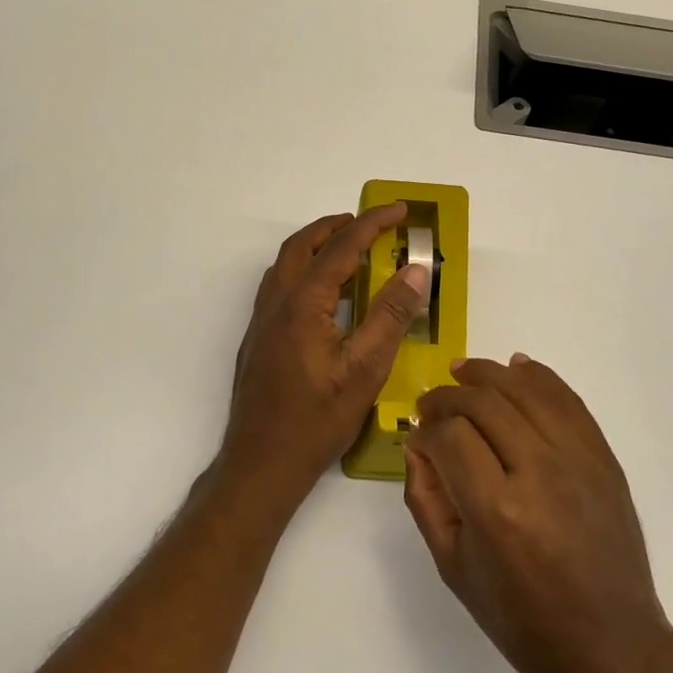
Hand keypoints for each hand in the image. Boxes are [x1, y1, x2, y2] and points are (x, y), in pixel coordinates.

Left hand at [218, 204, 431, 505]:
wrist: (261, 462)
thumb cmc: (316, 420)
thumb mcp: (365, 371)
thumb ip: (390, 316)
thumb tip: (414, 270)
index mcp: (303, 304)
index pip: (341, 248)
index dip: (372, 224)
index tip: (399, 210)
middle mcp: (276, 302)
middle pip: (303, 245)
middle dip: (337, 225)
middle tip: (371, 223)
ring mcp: (262, 320)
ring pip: (286, 263)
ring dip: (317, 245)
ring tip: (349, 249)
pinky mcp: (258, 337)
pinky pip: (280, 284)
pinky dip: (304, 269)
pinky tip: (323, 293)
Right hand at [404, 356, 672, 672]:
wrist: (613, 646)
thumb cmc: (523, 620)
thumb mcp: (455, 569)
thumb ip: (426, 500)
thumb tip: (416, 446)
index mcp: (498, 511)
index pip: (450, 437)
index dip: (426, 429)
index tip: (418, 437)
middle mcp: (540, 474)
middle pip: (485, 403)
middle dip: (448, 397)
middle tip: (430, 405)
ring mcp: (579, 461)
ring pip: (526, 390)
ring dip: (489, 374)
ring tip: (462, 371)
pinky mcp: (604, 459)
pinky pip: (568, 401)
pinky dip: (540, 377)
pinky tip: (516, 367)